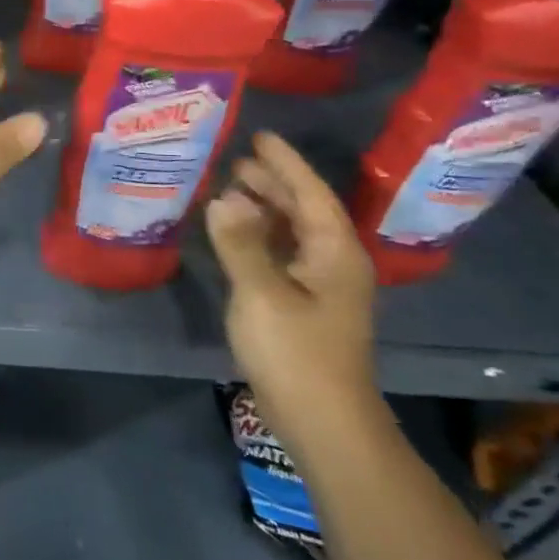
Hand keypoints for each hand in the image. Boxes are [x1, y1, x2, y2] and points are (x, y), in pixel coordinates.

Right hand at [205, 132, 379, 456]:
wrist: (323, 422)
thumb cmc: (297, 352)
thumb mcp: (262, 293)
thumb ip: (241, 242)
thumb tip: (224, 196)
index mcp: (334, 253)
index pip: (312, 194)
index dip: (286, 164)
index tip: (261, 136)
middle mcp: (333, 264)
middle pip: (305, 211)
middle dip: (273, 183)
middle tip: (235, 160)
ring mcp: (319, 288)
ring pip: (293, 233)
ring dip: (265, 209)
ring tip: (230, 188)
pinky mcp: (302, 307)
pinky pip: (280, 255)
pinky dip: (258, 237)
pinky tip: (233, 235)